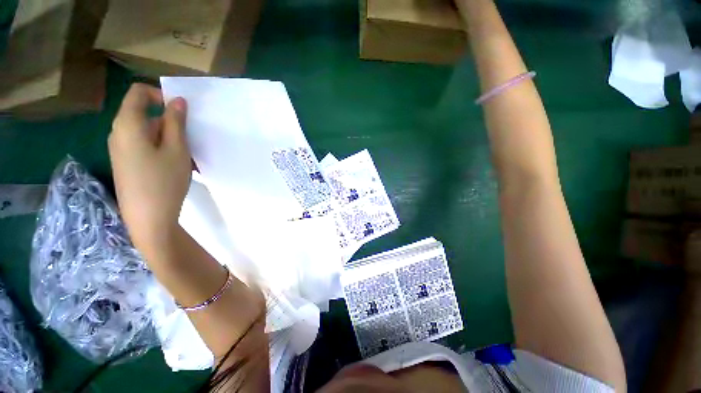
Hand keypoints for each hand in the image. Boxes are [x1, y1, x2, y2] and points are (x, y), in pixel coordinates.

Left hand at [108, 83, 190, 251]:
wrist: (148, 219)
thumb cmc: (163, 181)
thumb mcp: (177, 149)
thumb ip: (175, 122)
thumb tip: (177, 100)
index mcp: (128, 124)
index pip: (138, 93)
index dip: (159, 95)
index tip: (180, 111)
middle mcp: (118, 133)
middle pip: (142, 113)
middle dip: (168, 120)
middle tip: (189, 137)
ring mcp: (120, 149)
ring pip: (146, 131)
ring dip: (168, 137)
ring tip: (187, 155)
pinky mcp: (126, 163)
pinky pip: (143, 145)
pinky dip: (161, 148)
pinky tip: (175, 164)